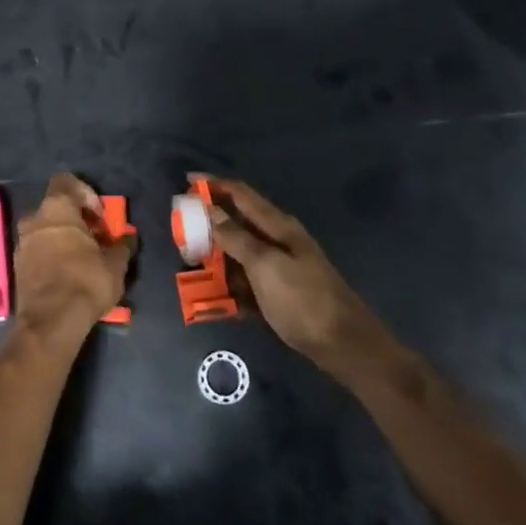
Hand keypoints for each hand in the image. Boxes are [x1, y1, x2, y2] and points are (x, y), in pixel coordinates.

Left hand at [13, 173, 134, 342]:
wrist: (51, 322)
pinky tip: (69, 275)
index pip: (66, 181)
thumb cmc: (86, 281)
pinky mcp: (18, 267)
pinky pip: (38, 251)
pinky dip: (52, 256)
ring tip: (84, 260)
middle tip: (96, 240)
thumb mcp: (115, 264)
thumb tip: (127, 239)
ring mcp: (22, 244)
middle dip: (76, 220)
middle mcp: (34, 219)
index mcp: (56, 208)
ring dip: (64, 239)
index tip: (100, 216)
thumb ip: (122, 245)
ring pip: (45, 231)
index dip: (86, 193)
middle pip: (56, 208)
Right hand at [202, 176, 389, 377]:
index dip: (214, 184)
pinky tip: (215, 300)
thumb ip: (236, 237)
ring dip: (216, 259)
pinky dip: (231, 287)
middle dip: (209, 224)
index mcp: (278, 226)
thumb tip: (211, 209)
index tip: (187, 180)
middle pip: (238, 223)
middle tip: (181, 231)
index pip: (241, 194)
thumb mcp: (265, 266)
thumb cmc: (303, 300)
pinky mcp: (280, 294)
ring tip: (191, 267)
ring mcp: (281, 269)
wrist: (344, 345)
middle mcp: (279, 241)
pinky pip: (248, 283)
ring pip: (240, 255)